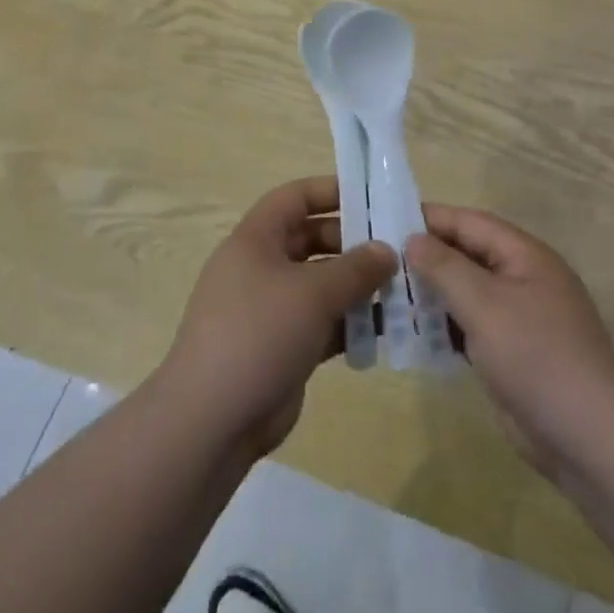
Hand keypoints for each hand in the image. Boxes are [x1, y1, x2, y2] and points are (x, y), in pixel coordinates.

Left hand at [158, 176, 395, 461]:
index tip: (373, 198)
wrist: (212, 422)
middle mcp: (261, 267)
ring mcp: (271, 309)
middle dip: (354, 243)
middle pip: (312, 239)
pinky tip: (387, 328)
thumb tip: (387, 250)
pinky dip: (351, 322)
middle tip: (398, 250)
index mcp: (256, 240)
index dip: (332, 191)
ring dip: (358, 285)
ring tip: (402, 288)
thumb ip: (356, 267)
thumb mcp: (313, 292)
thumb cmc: (259, 334)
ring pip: (321, 283)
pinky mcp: (283, 346)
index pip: (295, 197)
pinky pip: (323, 322)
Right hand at [408, 209, 613, 479]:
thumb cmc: (536, 356)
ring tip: (386, 297)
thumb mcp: (485, 304)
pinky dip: (444, 327)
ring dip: (432, 294)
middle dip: (427, 257)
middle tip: (379, 262)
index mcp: (525, 256)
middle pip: (468, 256)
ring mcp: (519, 318)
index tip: (387, 219)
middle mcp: (523, 279)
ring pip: (468, 293)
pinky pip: (471, 327)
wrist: (587, 435)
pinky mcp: (512, 353)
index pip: (471, 223)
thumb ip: (446, 268)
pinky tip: (413, 335)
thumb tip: (414, 239)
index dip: (431, 218)